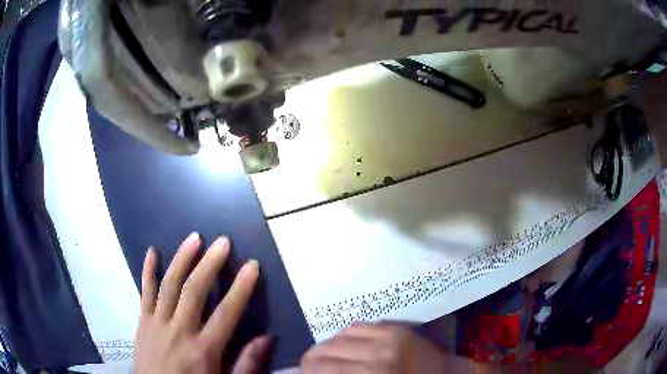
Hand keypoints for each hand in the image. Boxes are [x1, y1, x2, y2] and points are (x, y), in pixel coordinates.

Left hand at [135, 232, 270, 373]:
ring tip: (194, 238)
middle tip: (223, 242)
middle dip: (209, 264)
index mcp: (204, 350)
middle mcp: (179, 331)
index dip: (241, 288)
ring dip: (182, 259)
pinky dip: (148, 270)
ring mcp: (157, 324)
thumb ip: (246, 364)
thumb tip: (267, 338)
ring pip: (169, 285)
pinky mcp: (142, 322)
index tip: (252, 266)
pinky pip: (144, 292)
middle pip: (194, 291)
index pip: (226, 313)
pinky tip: (152, 251)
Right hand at [301, 324, 446, 372]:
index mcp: (371, 373)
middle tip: (316, 367)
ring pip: (341, 334)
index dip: (306, 369)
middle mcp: (377, 353)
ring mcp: (390, 338)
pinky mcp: (399, 330)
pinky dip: (348, 335)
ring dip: (331, 345)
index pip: (319, 365)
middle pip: (327, 348)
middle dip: (315, 358)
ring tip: (332, 355)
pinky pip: (361, 326)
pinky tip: (349, 344)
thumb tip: (315, 370)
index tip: (307, 373)